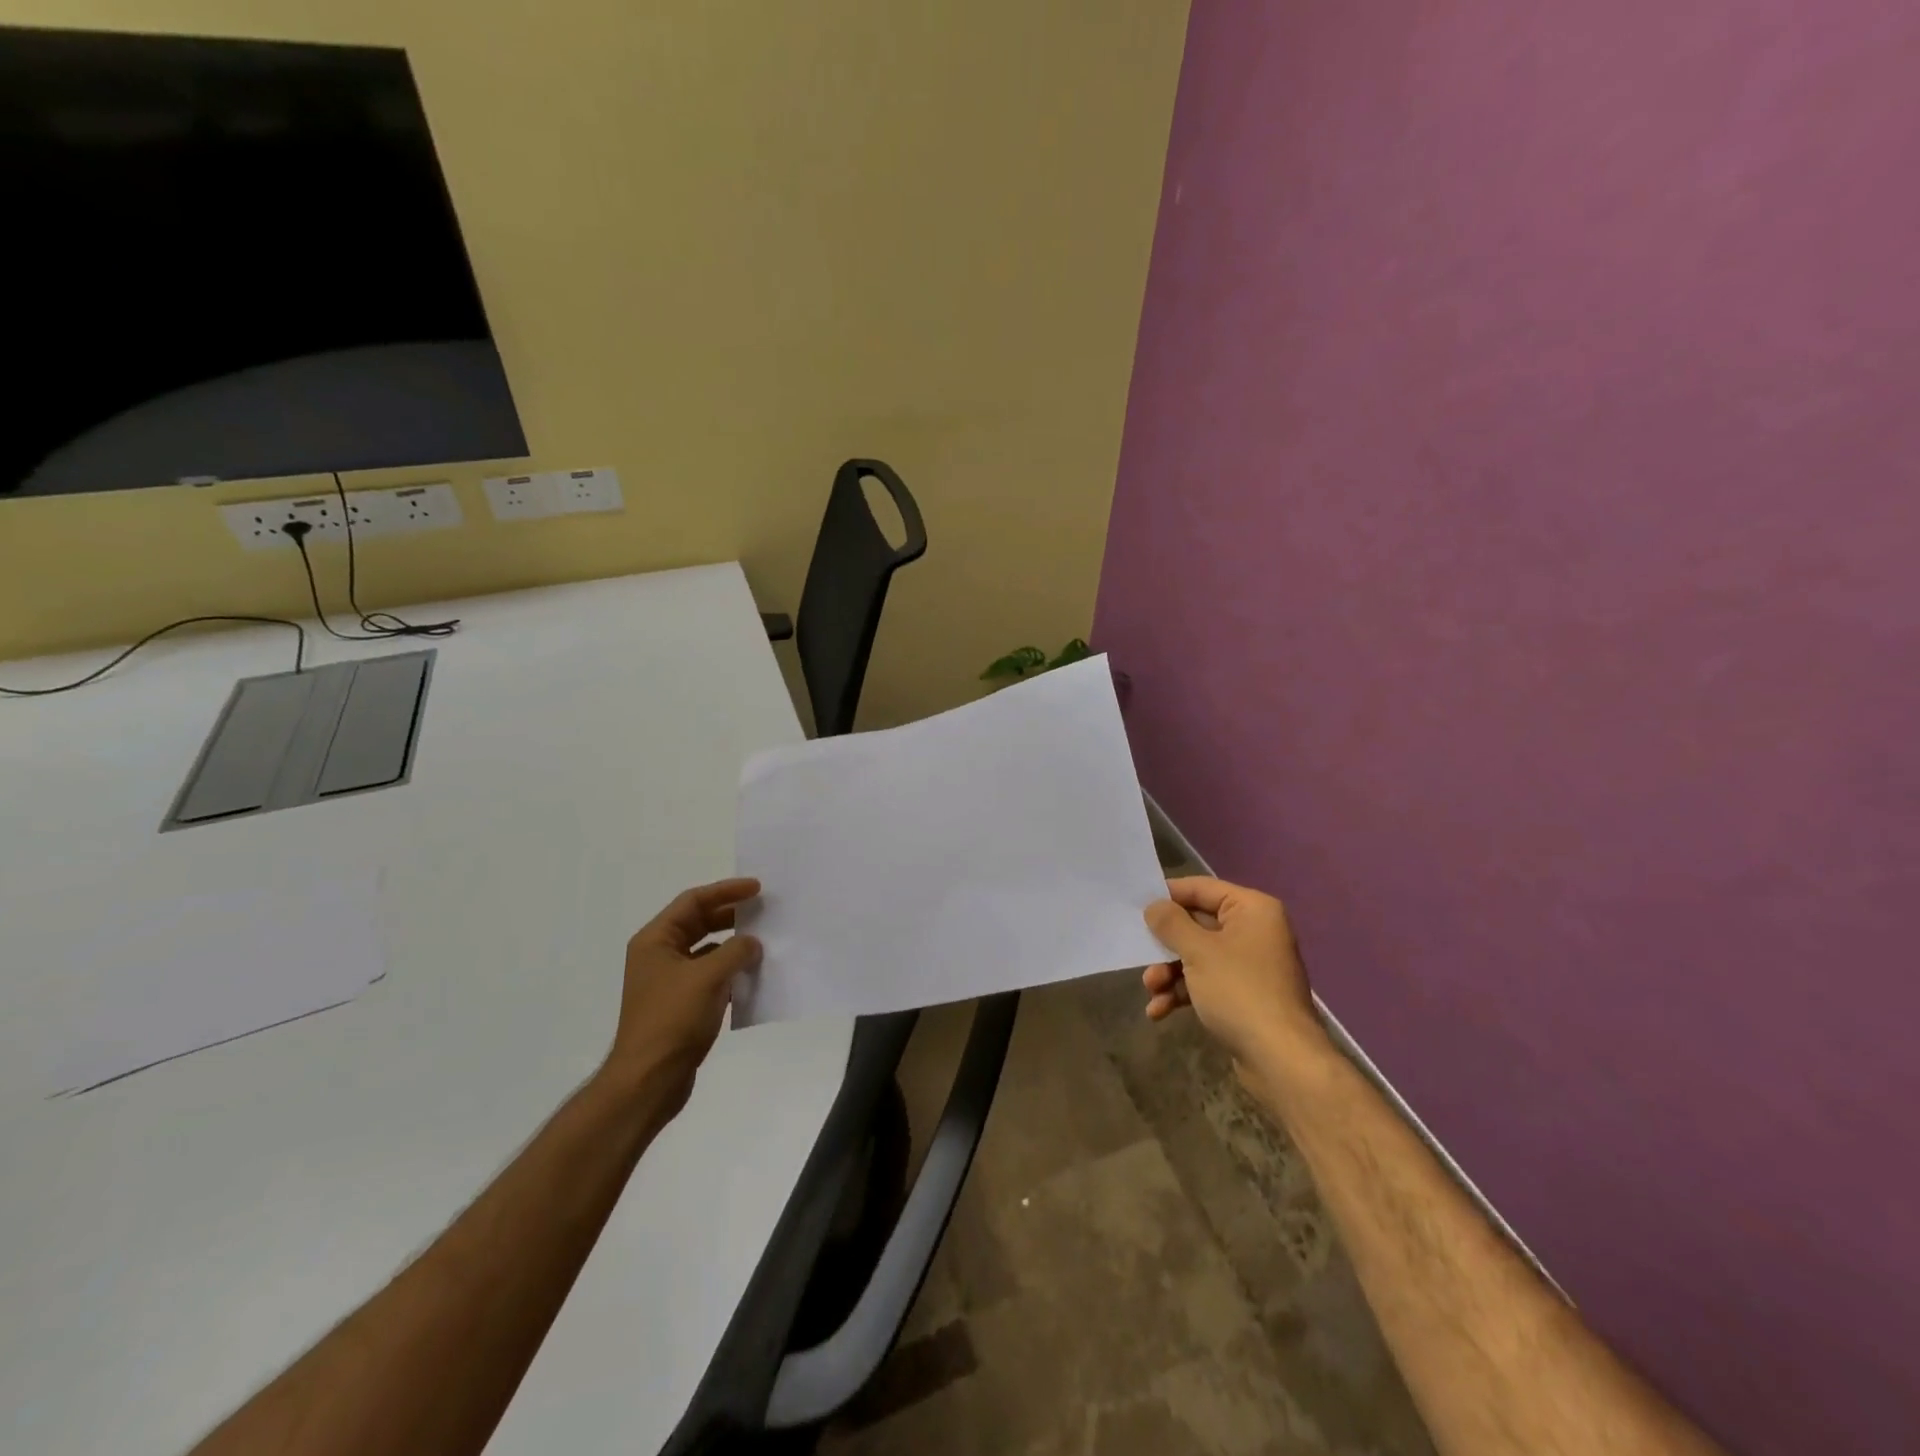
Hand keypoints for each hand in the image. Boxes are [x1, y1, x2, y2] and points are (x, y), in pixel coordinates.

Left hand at [603, 877, 763, 1120]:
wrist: (649, 1080)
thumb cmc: (672, 1020)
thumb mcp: (708, 977)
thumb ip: (735, 951)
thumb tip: (753, 943)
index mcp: (656, 940)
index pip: (693, 901)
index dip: (726, 891)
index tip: (757, 888)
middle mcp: (659, 955)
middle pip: (699, 923)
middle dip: (731, 915)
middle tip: (764, 910)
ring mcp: (670, 982)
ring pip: (707, 950)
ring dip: (733, 944)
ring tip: (764, 941)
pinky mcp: (681, 1005)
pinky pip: (710, 976)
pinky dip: (731, 971)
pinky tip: (753, 975)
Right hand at [1142, 877, 1323, 1067]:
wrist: (1281, 1060)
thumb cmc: (1239, 992)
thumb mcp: (1198, 951)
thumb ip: (1171, 923)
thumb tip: (1153, 906)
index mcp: (1252, 909)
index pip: (1201, 888)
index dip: (1168, 896)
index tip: (1136, 906)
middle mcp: (1255, 931)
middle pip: (1197, 924)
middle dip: (1166, 945)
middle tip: (1139, 954)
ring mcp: (1251, 965)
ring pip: (1198, 956)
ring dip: (1170, 972)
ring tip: (1151, 990)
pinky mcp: (1245, 995)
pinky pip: (1207, 982)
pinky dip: (1183, 992)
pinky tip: (1160, 1011)